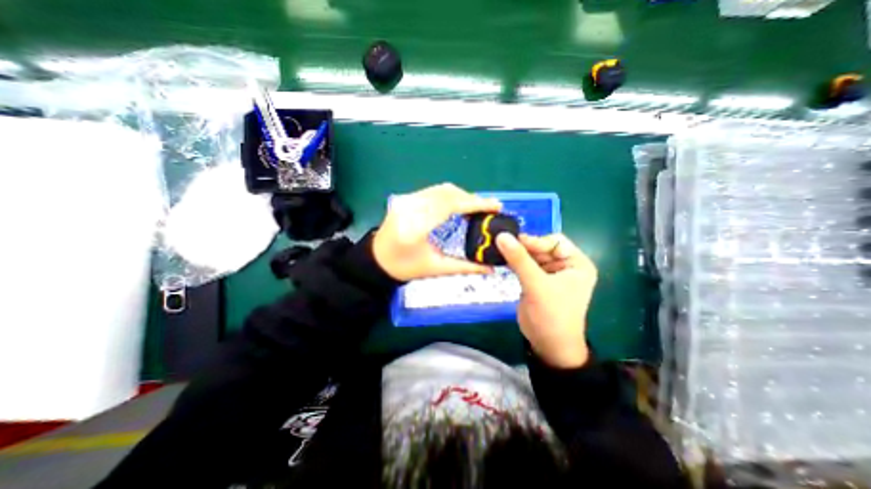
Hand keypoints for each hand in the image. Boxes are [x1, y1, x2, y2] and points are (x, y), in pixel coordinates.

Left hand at [371, 183, 499, 280]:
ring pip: (441, 189)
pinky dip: (451, 195)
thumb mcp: (435, 269)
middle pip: (448, 193)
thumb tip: (490, 268)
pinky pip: (434, 191)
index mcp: (416, 227)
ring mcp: (406, 200)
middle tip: (489, 208)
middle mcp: (410, 207)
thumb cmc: (404, 268)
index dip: (475, 203)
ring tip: (477, 207)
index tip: (495, 206)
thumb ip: (465, 267)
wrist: (376, 260)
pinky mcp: (406, 198)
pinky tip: (459, 204)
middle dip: (472, 198)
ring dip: (462, 195)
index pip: (450, 205)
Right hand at [496, 234, 598, 366]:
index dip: (534, 240)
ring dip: (516, 254)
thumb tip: (501, 235)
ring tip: (498, 250)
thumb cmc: (551, 315)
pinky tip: (501, 259)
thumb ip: (519, 259)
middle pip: (541, 248)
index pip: (554, 241)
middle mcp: (564, 266)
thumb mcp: (536, 285)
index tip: (513, 241)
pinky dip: (514, 263)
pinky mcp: (536, 281)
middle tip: (501, 244)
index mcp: (576, 263)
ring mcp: (549, 274)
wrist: (548, 346)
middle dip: (523, 247)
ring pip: (531, 256)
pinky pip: (524, 266)